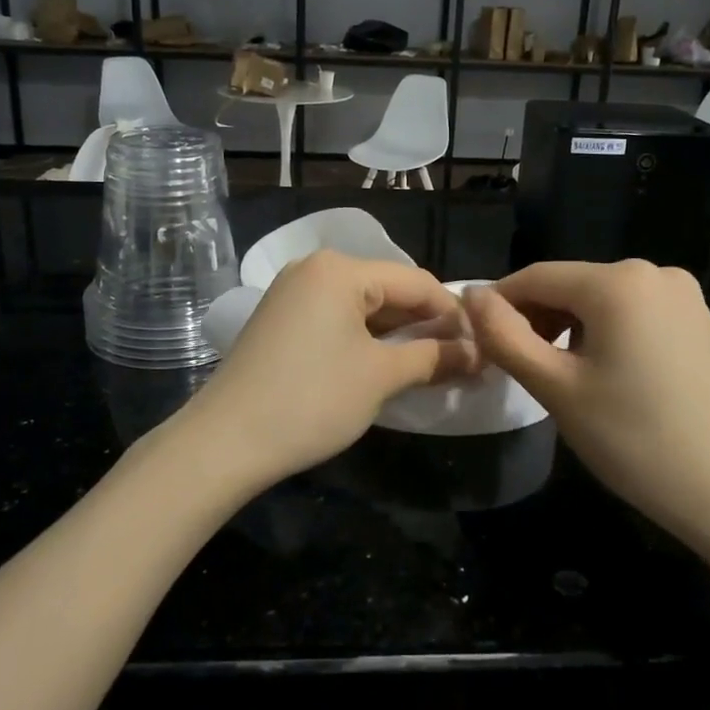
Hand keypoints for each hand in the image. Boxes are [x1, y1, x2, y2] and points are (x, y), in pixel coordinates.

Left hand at [181, 251, 478, 495]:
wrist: (225, 440)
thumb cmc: (312, 399)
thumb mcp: (381, 377)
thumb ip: (435, 357)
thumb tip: (479, 352)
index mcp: (340, 269)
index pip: (416, 282)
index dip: (453, 314)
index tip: (484, 346)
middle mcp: (315, 268)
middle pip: (388, 290)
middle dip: (426, 325)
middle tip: (462, 360)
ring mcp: (292, 293)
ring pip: (362, 307)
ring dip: (397, 335)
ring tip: (432, 365)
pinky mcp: (280, 320)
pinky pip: (336, 319)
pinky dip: (365, 340)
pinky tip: (386, 365)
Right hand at [461, 261, 709, 532]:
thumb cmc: (632, 439)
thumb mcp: (554, 387)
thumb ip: (503, 336)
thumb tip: (471, 296)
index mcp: (618, 282)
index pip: (536, 277)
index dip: (500, 304)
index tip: (481, 340)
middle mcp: (656, 273)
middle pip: (574, 285)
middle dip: (540, 319)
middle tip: (523, 367)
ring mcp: (688, 298)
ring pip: (607, 301)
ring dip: (575, 328)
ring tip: (567, 376)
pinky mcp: (705, 324)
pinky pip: (641, 316)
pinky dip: (615, 335)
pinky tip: (617, 379)